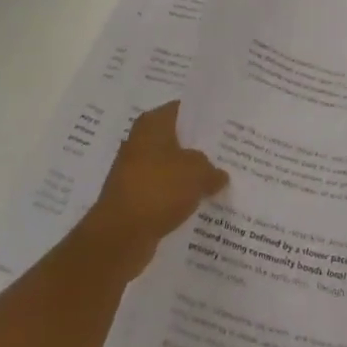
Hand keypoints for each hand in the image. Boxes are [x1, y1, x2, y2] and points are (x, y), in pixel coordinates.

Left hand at [80, 102, 227, 278]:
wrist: (119, 236)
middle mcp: (141, 141)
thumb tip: (220, 175)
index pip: (183, 110)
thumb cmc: (158, 189)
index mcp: (152, 123)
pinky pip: (163, 191)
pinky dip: (178, 197)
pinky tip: (199, 204)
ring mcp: (135, 171)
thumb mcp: (196, 172)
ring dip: (189, 175)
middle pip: (177, 139)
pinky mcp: (134, 198)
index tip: (226, 127)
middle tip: (227, 155)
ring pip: (171, 167)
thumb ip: (212, 169)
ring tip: (218, 181)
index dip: (205, 117)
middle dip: (199, 148)